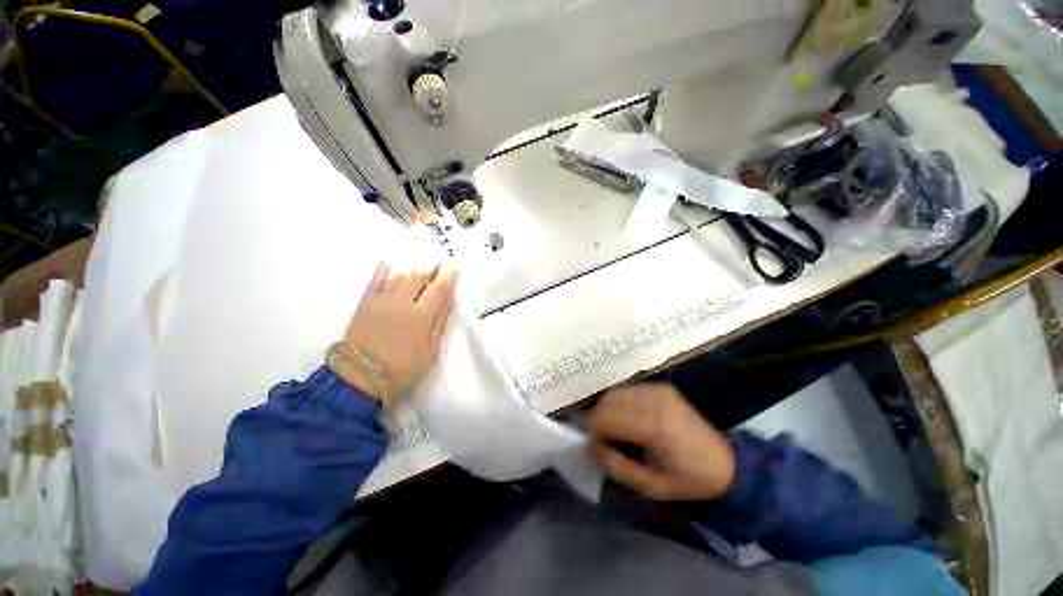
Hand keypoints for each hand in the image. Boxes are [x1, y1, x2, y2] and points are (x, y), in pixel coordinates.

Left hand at [338, 262, 456, 402]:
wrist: (359, 379)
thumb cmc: (403, 369)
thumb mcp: (430, 351)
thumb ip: (440, 322)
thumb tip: (448, 300)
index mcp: (421, 314)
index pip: (438, 288)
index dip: (447, 276)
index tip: (452, 268)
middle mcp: (402, 301)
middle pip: (419, 277)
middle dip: (430, 270)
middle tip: (438, 269)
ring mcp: (381, 301)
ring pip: (400, 277)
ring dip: (412, 272)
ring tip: (420, 273)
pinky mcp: (365, 304)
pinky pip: (374, 281)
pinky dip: (382, 271)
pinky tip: (389, 264)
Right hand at [588, 384, 735, 501]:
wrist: (725, 464)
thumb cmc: (688, 481)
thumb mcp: (650, 486)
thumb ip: (615, 465)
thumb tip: (592, 445)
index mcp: (652, 426)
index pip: (604, 418)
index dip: (593, 432)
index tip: (597, 447)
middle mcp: (653, 400)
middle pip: (607, 401)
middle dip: (598, 420)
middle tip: (605, 439)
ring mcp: (658, 390)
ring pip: (615, 393)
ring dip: (609, 410)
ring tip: (618, 429)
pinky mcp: (662, 387)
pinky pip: (629, 391)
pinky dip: (622, 404)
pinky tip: (631, 419)